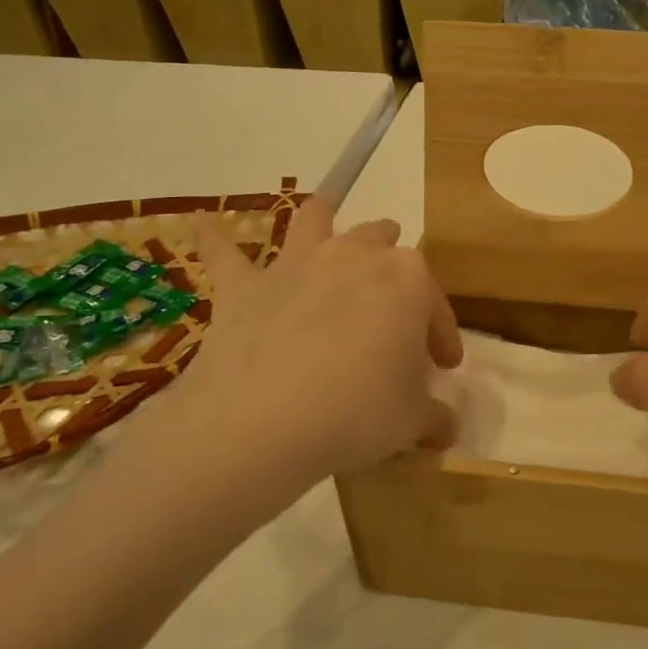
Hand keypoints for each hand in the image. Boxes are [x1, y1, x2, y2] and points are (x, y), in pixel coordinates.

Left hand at [113, 199, 462, 523]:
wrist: (264, 423)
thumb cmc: (357, 413)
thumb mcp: (412, 421)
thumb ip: (434, 416)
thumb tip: (447, 428)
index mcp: (408, 280)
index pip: (435, 305)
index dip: (442, 336)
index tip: (443, 366)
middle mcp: (355, 255)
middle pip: (383, 242)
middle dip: (393, 264)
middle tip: (393, 305)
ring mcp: (296, 264)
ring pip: (316, 220)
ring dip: (325, 219)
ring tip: (327, 220)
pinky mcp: (244, 286)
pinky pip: (224, 253)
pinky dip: (214, 240)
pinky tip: (200, 225)